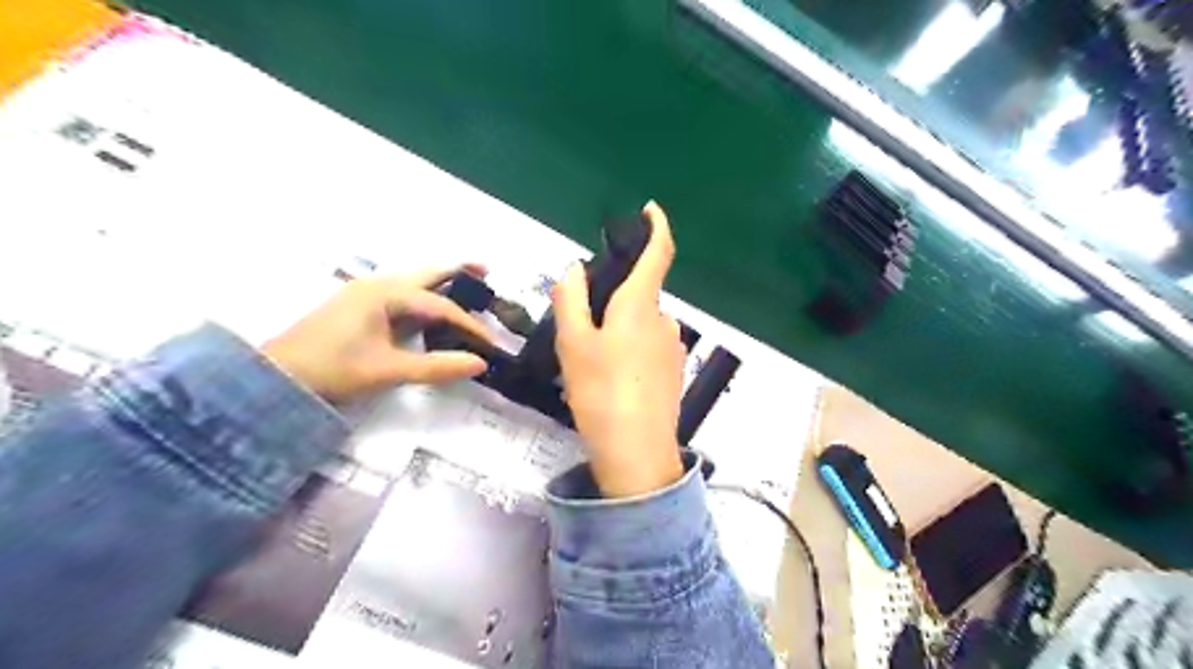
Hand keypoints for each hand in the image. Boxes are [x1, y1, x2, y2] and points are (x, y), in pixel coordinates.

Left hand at [264, 266, 494, 401]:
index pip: (440, 306)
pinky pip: (401, 296)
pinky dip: (423, 299)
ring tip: (467, 286)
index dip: (469, 324)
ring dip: (440, 284)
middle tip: (487, 271)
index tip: (491, 342)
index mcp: (385, 294)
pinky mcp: (359, 308)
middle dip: (457, 272)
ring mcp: (365, 295)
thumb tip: (480, 363)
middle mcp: (377, 286)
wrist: (276, 378)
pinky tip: (432, 310)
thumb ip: (436, 366)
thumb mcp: (388, 370)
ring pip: (413, 283)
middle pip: (427, 274)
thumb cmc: (332, 369)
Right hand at [556, 202, 685, 498]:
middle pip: (639, 295)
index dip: (657, 227)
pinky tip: (613, 380)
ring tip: (593, 363)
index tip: (650, 210)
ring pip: (641, 324)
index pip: (658, 254)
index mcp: (640, 306)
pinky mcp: (674, 372)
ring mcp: (673, 348)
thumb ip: (571, 300)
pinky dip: (631, 350)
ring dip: (620, 329)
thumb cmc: (600, 391)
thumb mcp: (573, 343)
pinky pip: (649, 346)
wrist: (637, 451)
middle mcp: (664, 320)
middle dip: (614, 301)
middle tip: (582, 331)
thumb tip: (573, 270)